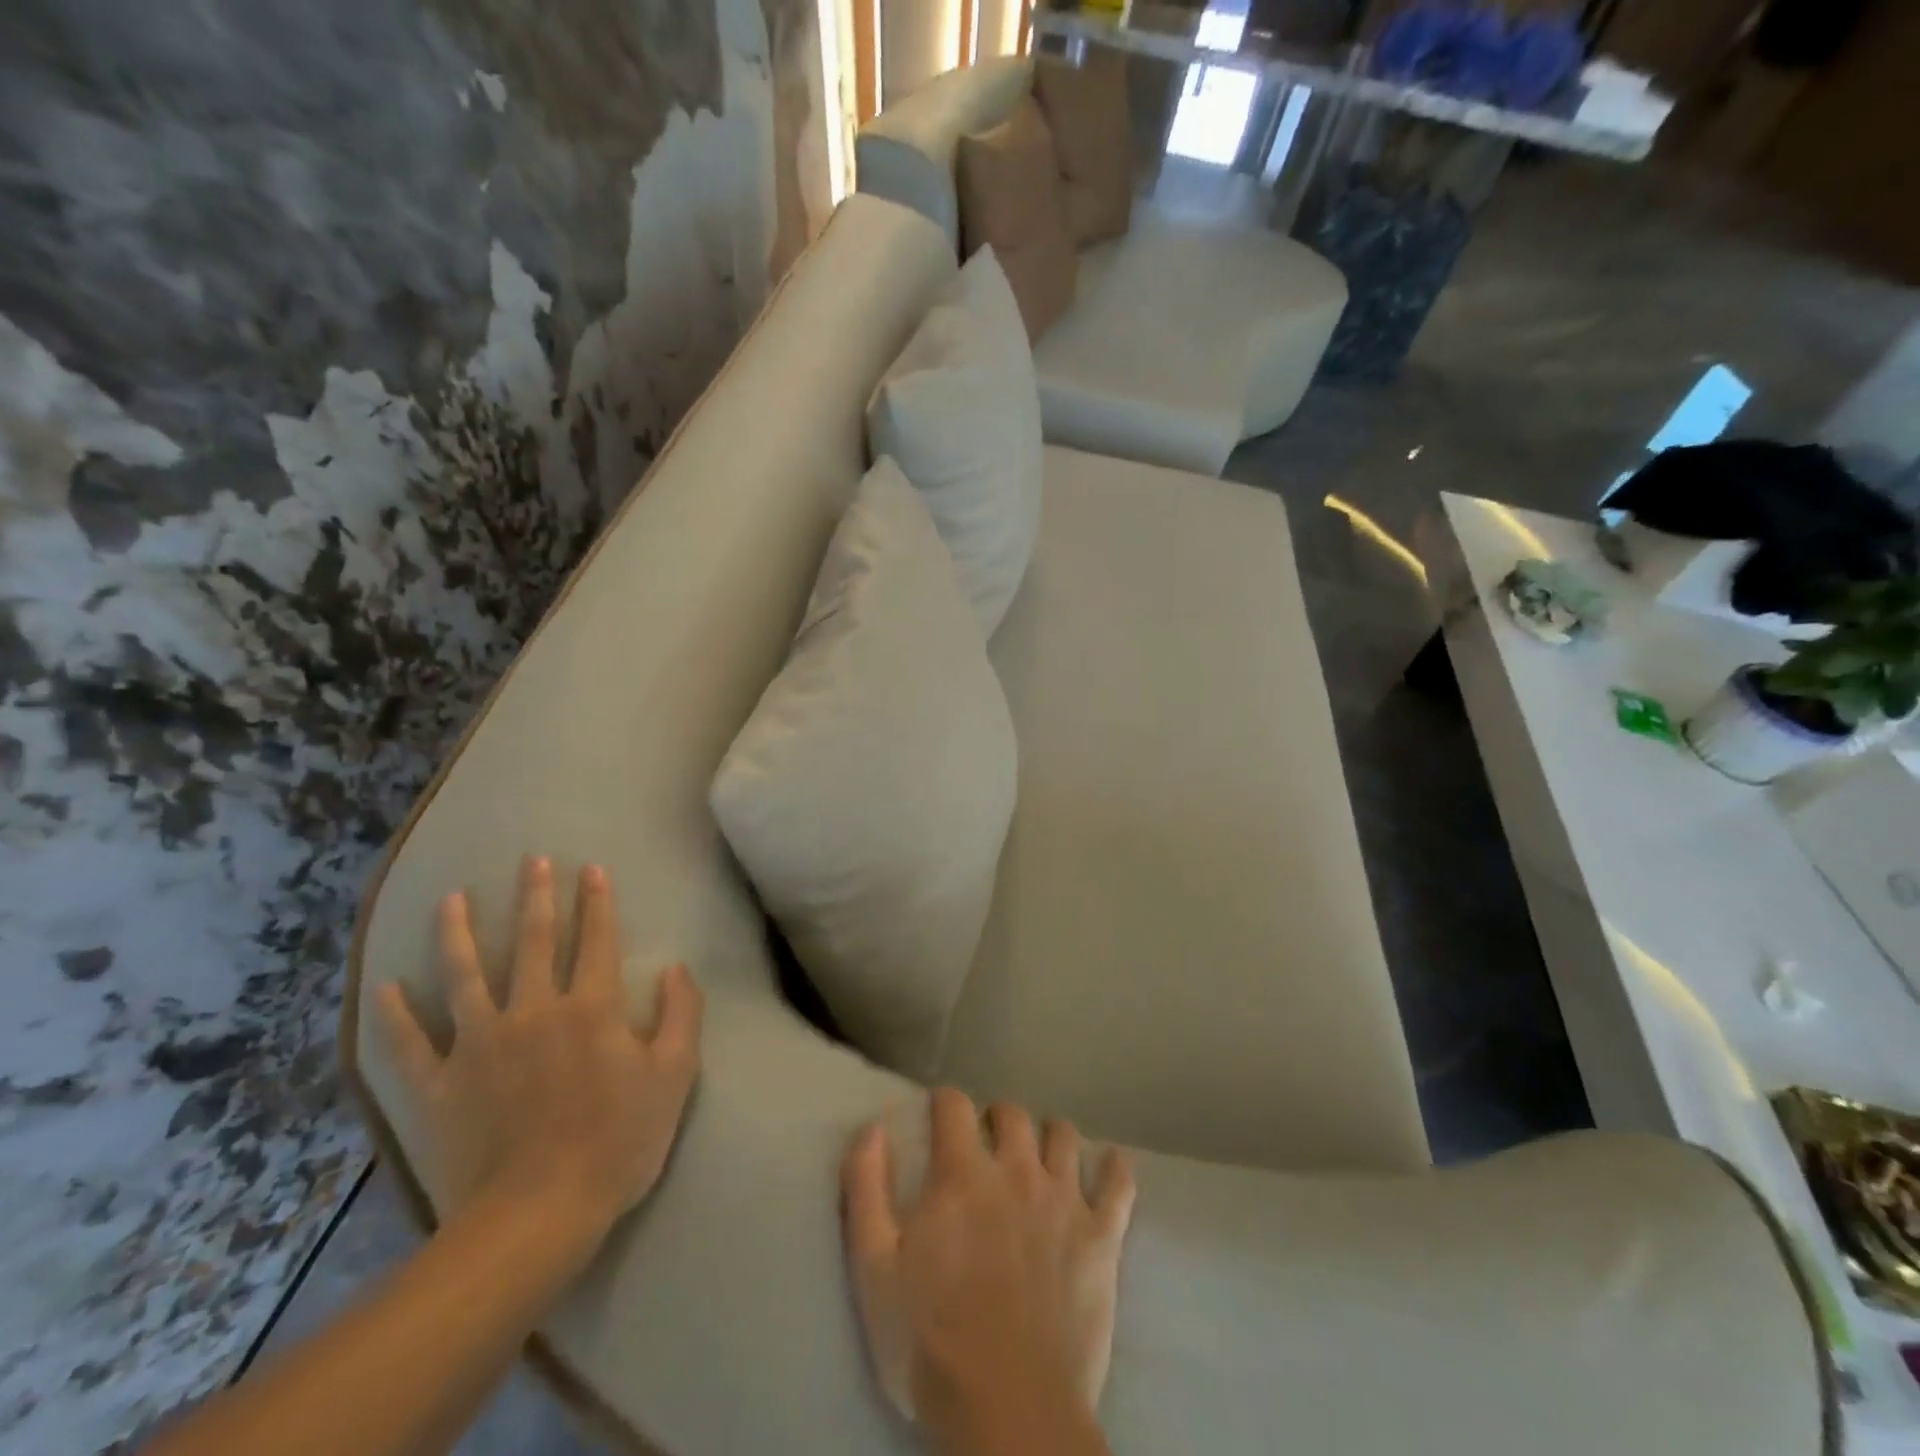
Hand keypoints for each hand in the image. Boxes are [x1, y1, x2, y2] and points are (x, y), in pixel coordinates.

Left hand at [377, 857, 703, 1262]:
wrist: (537, 1217)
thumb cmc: (618, 1143)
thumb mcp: (674, 1077)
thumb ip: (680, 1015)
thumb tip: (675, 969)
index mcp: (590, 1009)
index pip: (596, 940)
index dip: (597, 902)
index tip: (590, 868)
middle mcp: (533, 1011)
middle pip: (532, 943)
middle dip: (535, 898)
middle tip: (531, 860)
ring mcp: (480, 1045)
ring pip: (465, 976)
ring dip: (458, 933)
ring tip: (452, 899)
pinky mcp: (441, 1085)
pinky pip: (412, 1043)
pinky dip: (398, 1014)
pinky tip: (388, 987)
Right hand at [841, 1089, 1135, 1436]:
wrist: (1010, 1412)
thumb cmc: (931, 1342)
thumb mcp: (874, 1268)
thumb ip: (866, 1188)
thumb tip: (872, 1127)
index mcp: (963, 1175)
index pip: (955, 1105)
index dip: (945, 1102)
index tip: (940, 1113)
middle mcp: (1017, 1171)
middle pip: (1012, 1114)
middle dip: (995, 1118)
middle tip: (987, 1142)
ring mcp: (1065, 1201)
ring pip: (1063, 1136)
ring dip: (1048, 1136)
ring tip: (1039, 1155)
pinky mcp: (1102, 1237)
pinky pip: (1119, 1185)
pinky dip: (1115, 1169)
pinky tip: (1111, 1166)